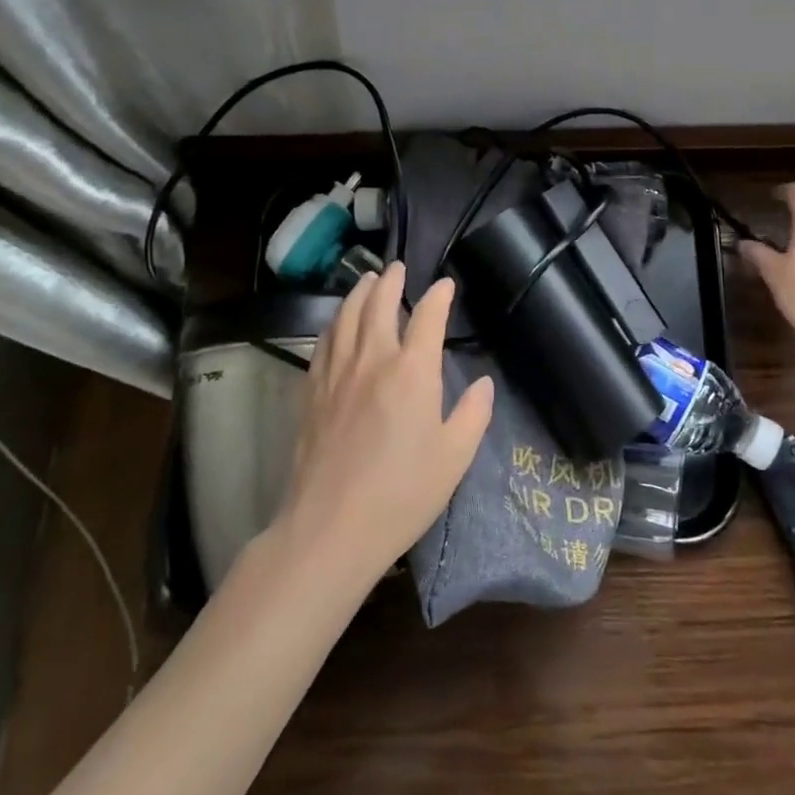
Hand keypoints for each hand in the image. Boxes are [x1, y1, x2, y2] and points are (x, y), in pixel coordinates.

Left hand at [278, 262, 493, 577]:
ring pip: (345, 317)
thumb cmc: (402, 493)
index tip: (445, 285)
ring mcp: (336, 374)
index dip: (438, 296)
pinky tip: (335, 323)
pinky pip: (323, 343)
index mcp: (412, 371)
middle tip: (397, 267)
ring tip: (366, 280)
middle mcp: (372, 360)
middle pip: (378, 305)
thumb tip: (483, 382)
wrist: (331, 527)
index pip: (427, 317)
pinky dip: (333, 323)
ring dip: (358, 293)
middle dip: (390, 281)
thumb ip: (473, 414)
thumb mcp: (455, 457)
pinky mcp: (311, 392)